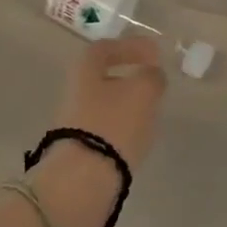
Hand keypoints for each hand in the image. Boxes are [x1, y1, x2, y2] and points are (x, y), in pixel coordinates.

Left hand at [52, 35, 167, 167]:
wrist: (82, 179)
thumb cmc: (113, 123)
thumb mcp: (142, 92)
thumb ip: (152, 77)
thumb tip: (152, 74)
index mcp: (84, 70)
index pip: (104, 48)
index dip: (130, 47)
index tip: (154, 54)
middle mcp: (73, 92)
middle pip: (101, 78)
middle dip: (129, 78)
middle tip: (153, 84)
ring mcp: (73, 123)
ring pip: (104, 105)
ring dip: (127, 105)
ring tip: (151, 113)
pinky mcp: (79, 150)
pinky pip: (104, 129)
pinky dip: (122, 128)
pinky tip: (138, 137)